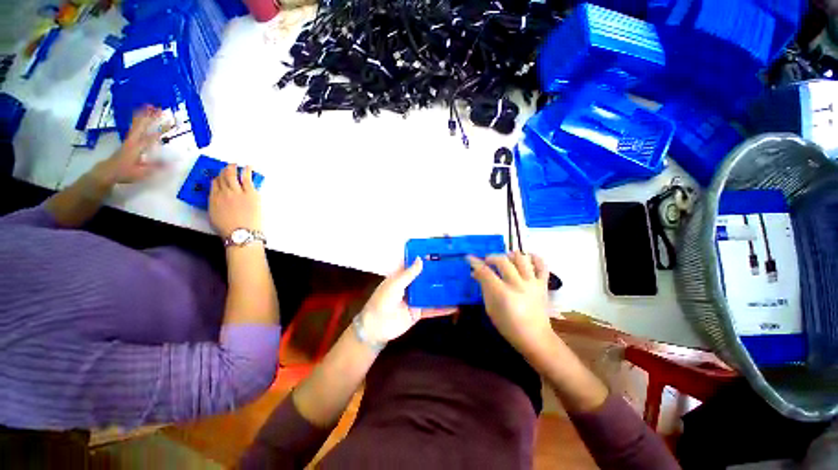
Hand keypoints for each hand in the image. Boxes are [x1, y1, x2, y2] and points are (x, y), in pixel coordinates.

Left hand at [94, 105, 163, 185]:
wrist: (108, 171)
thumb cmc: (125, 173)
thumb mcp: (142, 172)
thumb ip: (157, 167)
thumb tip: (173, 163)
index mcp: (138, 147)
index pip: (152, 136)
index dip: (162, 129)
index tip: (171, 122)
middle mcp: (133, 140)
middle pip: (142, 125)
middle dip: (150, 116)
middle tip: (159, 108)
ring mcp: (130, 139)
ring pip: (137, 124)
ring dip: (144, 115)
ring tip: (150, 106)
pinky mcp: (128, 140)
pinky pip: (134, 126)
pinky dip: (138, 119)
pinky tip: (142, 116)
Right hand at [209, 164, 261, 238]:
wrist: (241, 232)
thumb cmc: (229, 229)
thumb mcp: (215, 216)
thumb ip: (216, 205)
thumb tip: (220, 201)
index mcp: (213, 199)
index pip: (214, 185)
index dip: (217, 179)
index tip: (219, 177)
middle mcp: (223, 193)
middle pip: (222, 178)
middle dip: (224, 171)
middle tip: (228, 167)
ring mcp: (237, 192)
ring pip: (233, 176)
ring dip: (233, 168)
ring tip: (236, 165)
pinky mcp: (250, 193)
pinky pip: (247, 179)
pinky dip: (247, 171)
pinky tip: (249, 167)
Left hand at [358, 258, 455, 343]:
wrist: (376, 327)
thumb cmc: (382, 301)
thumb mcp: (395, 284)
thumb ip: (409, 273)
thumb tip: (421, 259)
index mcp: (401, 277)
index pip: (414, 265)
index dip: (425, 259)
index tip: (439, 253)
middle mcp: (410, 286)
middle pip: (425, 278)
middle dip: (437, 273)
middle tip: (455, 267)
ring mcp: (416, 299)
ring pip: (431, 292)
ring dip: (443, 289)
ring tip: (459, 284)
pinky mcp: (419, 312)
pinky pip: (433, 309)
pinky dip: (443, 308)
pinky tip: (456, 306)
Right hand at [467, 252, 553, 356]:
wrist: (535, 338)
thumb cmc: (508, 326)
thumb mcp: (490, 309)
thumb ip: (484, 288)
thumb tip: (476, 273)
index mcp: (503, 294)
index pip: (486, 272)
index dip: (475, 263)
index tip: (469, 258)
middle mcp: (518, 285)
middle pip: (503, 261)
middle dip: (491, 257)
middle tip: (487, 261)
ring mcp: (532, 284)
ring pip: (522, 259)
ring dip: (510, 255)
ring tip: (505, 259)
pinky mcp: (543, 285)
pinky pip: (542, 266)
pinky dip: (535, 258)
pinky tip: (527, 257)